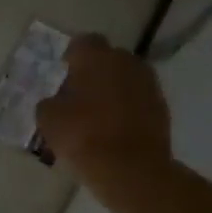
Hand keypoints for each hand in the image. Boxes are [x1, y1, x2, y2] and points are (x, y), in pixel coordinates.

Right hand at [36, 35, 171, 184]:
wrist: (132, 169)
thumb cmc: (83, 136)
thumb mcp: (48, 119)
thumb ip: (50, 102)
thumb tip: (57, 101)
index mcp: (96, 57)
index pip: (83, 42)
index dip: (72, 56)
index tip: (64, 71)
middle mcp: (126, 62)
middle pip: (108, 58)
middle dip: (95, 71)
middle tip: (79, 93)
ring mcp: (149, 84)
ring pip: (126, 79)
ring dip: (113, 89)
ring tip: (98, 113)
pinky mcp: (162, 108)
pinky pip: (139, 99)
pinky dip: (128, 108)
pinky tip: (115, 128)